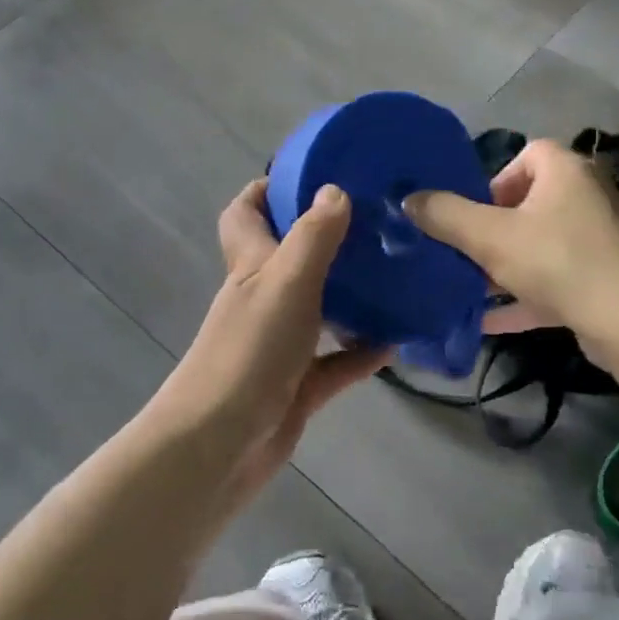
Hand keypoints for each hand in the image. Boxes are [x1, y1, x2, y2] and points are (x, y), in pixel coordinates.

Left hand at [154, 180, 388, 514]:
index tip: (311, 175)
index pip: (245, 214)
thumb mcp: (285, 282)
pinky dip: (362, 353)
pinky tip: (397, 344)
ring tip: (397, 279)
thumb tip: (334, 189)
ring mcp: (280, 345)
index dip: (267, 190)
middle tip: (376, 226)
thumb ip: (313, 237)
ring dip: (352, 298)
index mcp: (250, 266)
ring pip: (320, 310)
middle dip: (327, 240)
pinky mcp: (297, 386)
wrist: (220, 444)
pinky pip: (337, 363)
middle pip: (290, 258)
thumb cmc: (249, 352)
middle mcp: (263, 299)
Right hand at [406, 138, 618, 337]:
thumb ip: (445, 215)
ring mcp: (596, 241)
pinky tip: (487, 320)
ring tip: (469, 285)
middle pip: (529, 203)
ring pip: (539, 246)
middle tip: (466, 250)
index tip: (473, 210)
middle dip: (492, 228)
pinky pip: (551, 281)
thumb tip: (408, 200)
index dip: (495, 179)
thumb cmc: (556, 260)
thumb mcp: (489, 236)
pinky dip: (521, 297)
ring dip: (503, 265)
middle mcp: (585, 198)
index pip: (528, 154)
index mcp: (565, 172)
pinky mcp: (599, 280)